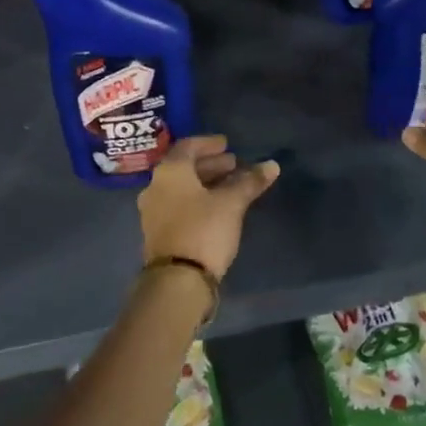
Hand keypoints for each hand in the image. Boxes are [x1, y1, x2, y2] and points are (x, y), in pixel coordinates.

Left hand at [138, 136, 279, 279]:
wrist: (177, 281)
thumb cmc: (204, 230)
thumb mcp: (232, 203)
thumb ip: (250, 181)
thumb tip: (272, 165)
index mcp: (170, 172)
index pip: (188, 146)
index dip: (209, 144)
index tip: (227, 145)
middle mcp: (155, 187)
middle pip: (184, 167)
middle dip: (210, 165)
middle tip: (234, 165)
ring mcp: (153, 211)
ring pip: (181, 188)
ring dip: (204, 183)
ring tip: (230, 186)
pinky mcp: (158, 233)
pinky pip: (178, 205)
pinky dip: (197, 200)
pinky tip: (217, 208)